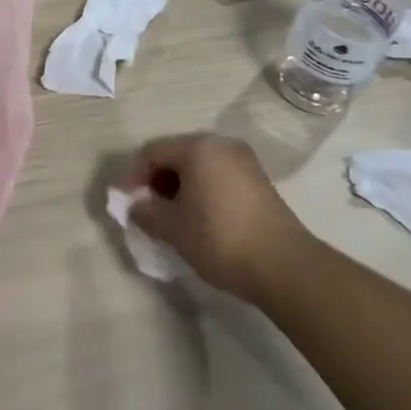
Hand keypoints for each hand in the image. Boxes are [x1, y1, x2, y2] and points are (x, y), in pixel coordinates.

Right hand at [126, 133, 308, 300]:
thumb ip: (146, 211)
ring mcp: (243, 160)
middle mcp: (221, 144)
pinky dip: (201, 189)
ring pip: (198, 165)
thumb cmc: (219, 239)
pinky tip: (199, 217)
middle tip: (147, 208)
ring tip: (172, 215)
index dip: (133, 176)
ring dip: (179, 185)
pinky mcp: (259, 180)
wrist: (284, 266)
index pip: (152, 151)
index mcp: (197, 147)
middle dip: (157, 179)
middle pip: (176, 153)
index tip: (126, 203)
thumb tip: (136, 205)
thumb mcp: (172, 228)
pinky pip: (218, 175)